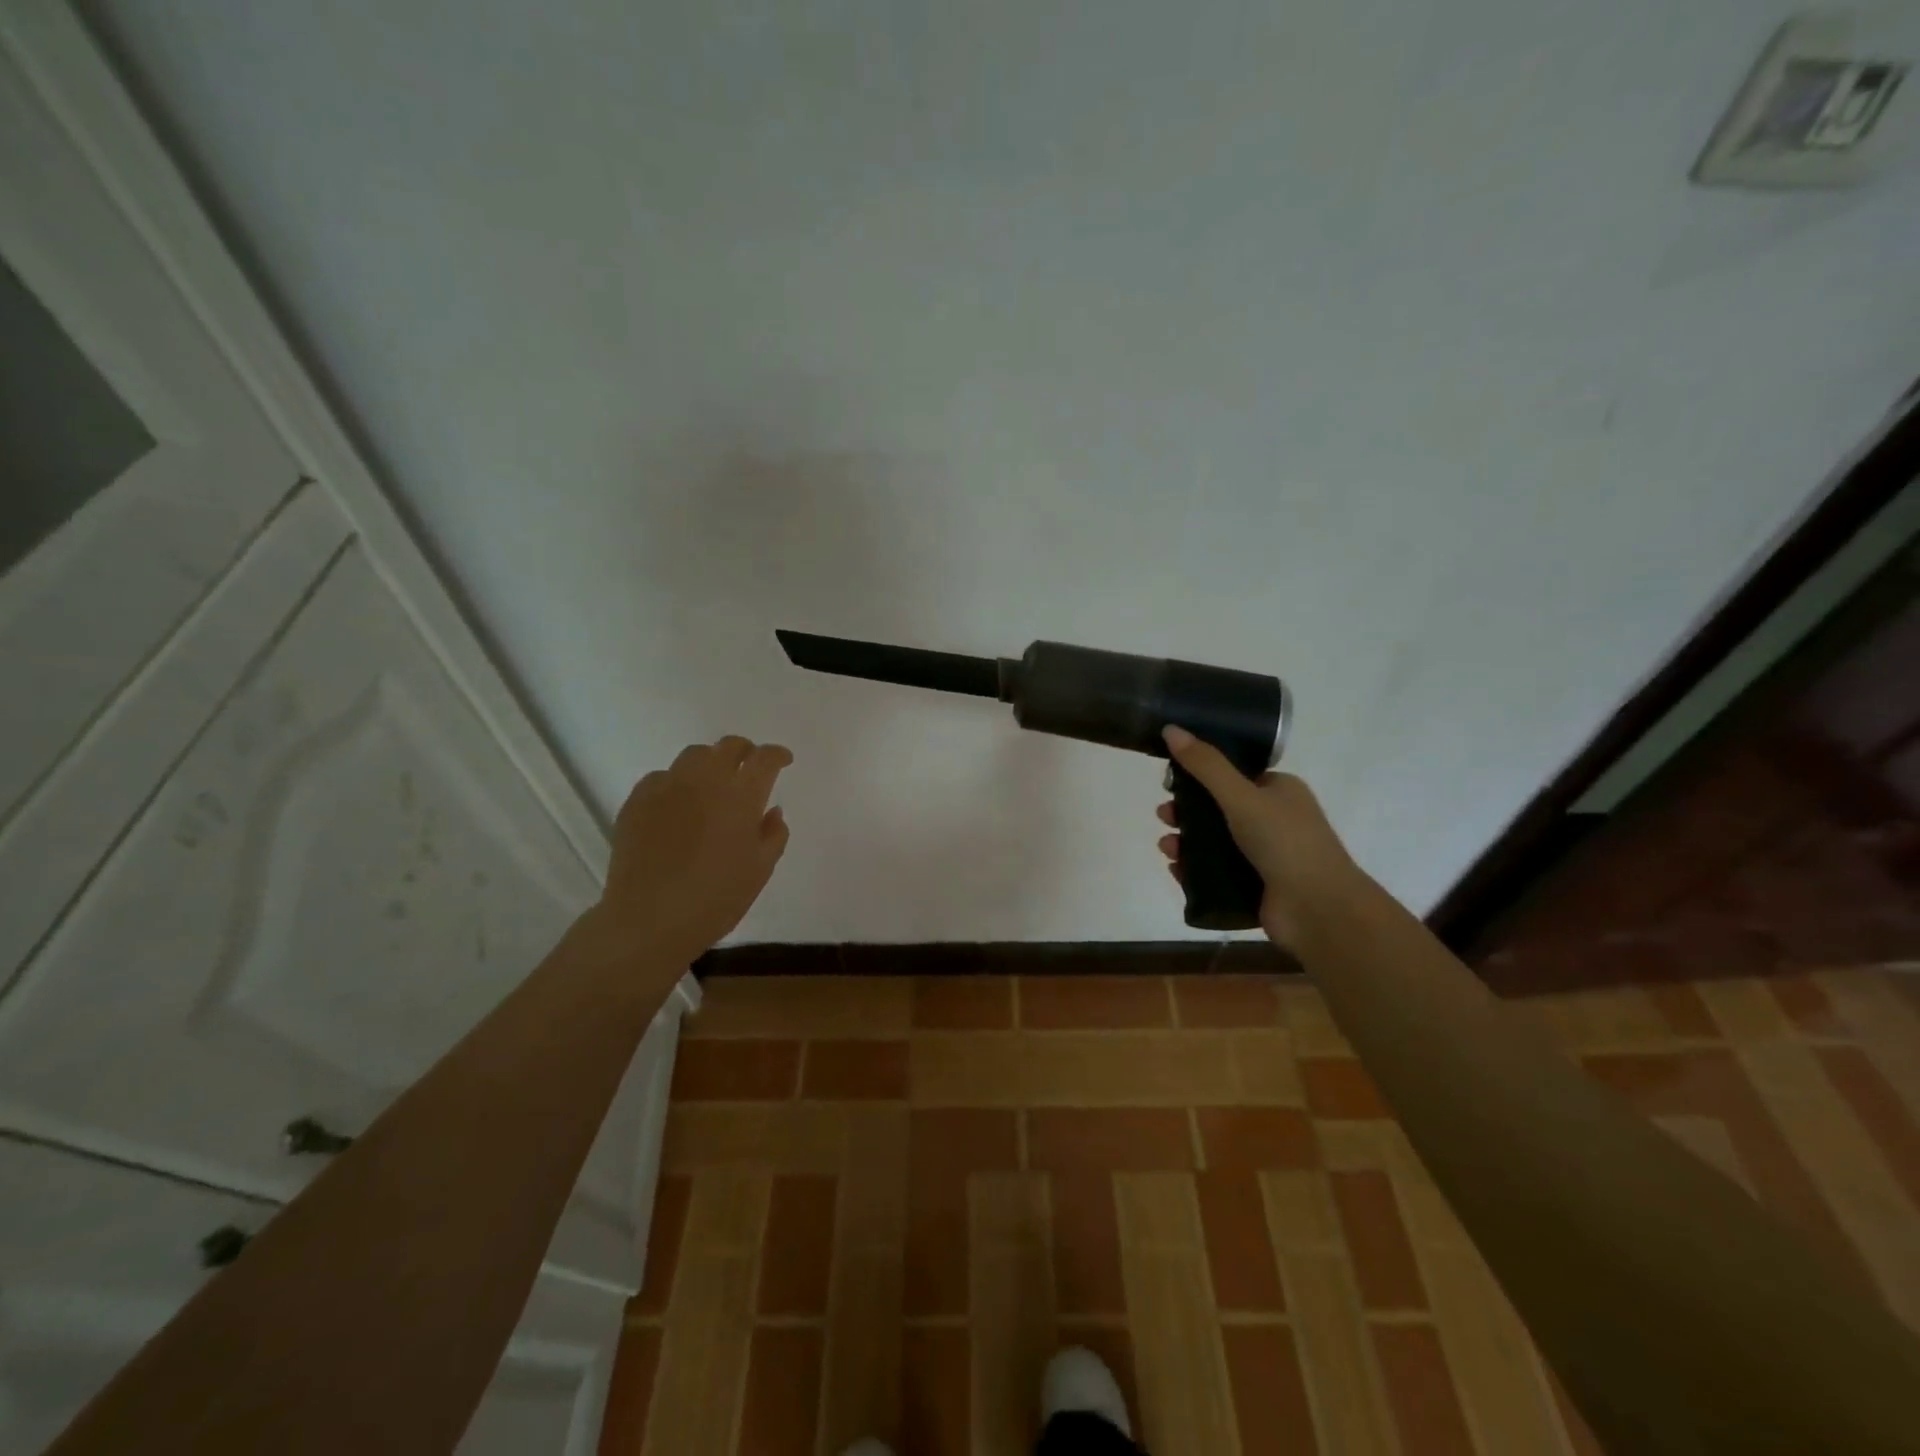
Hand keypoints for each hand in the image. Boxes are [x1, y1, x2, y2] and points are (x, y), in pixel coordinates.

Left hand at [587, 735, 792, 969]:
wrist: (649, 920)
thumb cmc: (716, 898)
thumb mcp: (760, 870)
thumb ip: (773, 834)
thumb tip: (771, 810)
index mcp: (741, 795)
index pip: (765, 758)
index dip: (777, 755)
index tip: (783, 761)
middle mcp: (705, 779)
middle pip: (729, 746)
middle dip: (745, 752)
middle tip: (750, 768)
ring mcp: (667, 786)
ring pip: (694, 756)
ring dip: (711, 763)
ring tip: (713, 783)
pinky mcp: (637, 800)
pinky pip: (662, 777)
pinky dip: (677, 782)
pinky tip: (678, 804)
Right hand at [1157, 725, 1360, 950]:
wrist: (1319, 910)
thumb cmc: (1285, 843)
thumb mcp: (1242, 796)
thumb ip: (1205, 765)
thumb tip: (1170, 729)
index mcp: (1279, 790)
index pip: (1233, 774)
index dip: (1199, 776)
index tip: (1170, 781)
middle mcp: (1274, 819)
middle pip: (1218, 808)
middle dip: (1186, 811)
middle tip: (1164, 815)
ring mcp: (1264, 855)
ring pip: (1214, 841)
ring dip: (1186, 841)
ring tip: (1166, 847)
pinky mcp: (1254, 885)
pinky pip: (1215, 871)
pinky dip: (1193, 869)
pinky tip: (1175, 869)